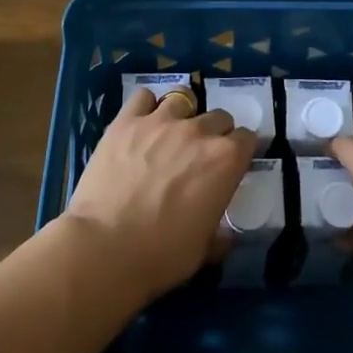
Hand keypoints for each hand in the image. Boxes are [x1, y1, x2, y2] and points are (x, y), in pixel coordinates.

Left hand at [64, 86, 254, 300]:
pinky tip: (141, 123)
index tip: (232, 164)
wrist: (104, 248)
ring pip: (183, 100)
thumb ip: (220, 233)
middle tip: (199, 155)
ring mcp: (161, 121)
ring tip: (170, 135)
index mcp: (226, 160)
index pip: (248, 138)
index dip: (241, 151)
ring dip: (183, 115)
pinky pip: (143, 97)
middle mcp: (199, 132)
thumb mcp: (204, 250)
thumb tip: (225, 234)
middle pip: (219, 116)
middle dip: (215, 133)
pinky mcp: (126, 121)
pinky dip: (146, 106)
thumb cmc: (161, 255)